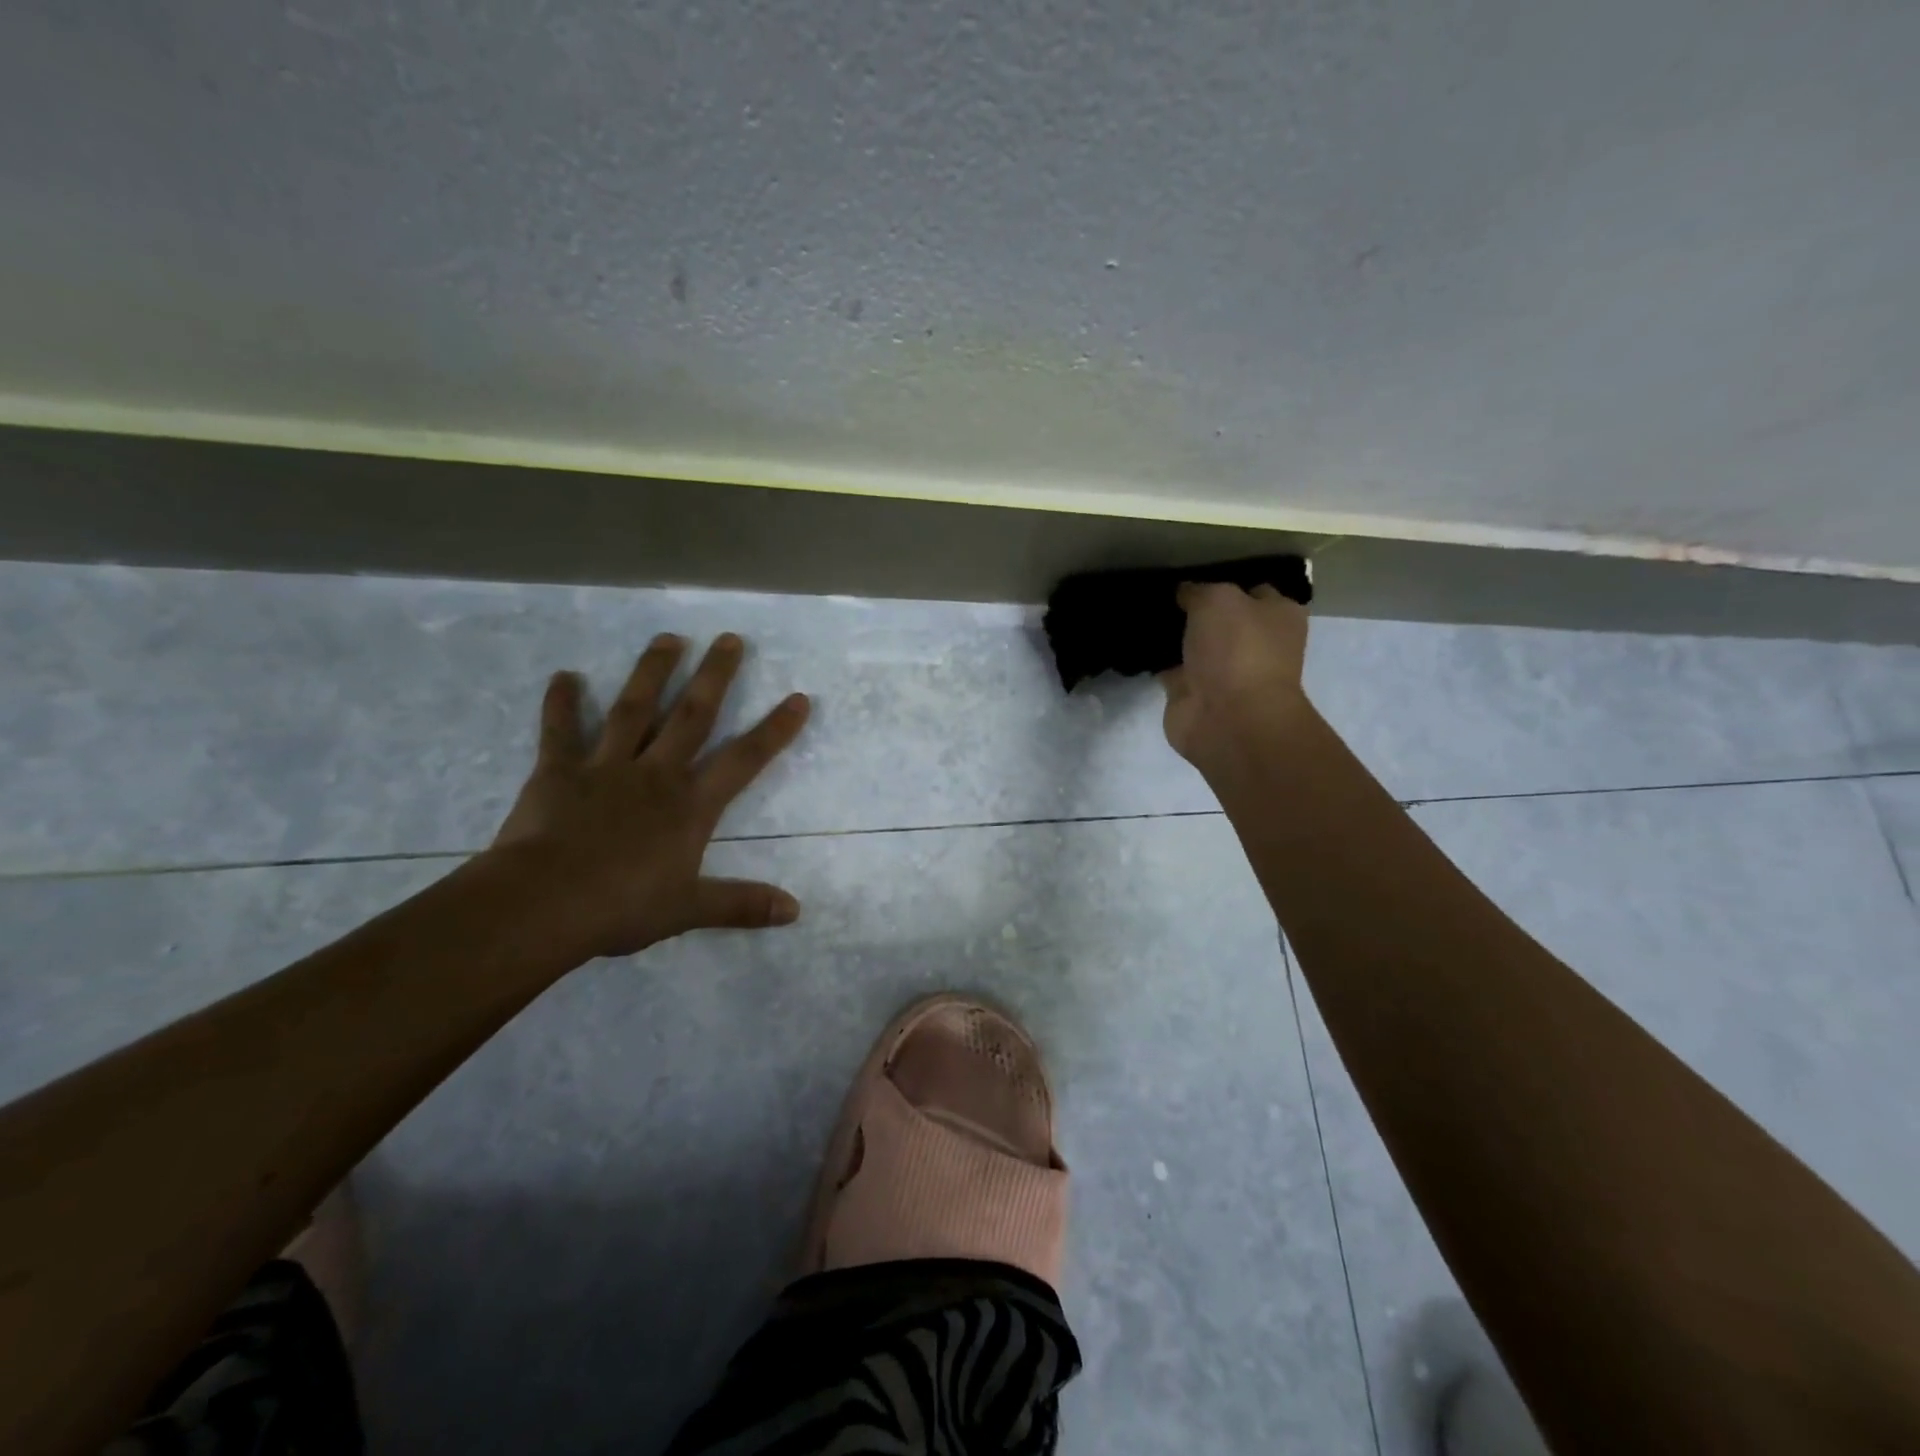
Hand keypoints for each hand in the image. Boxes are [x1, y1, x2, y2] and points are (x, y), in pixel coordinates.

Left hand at [491, 632, 810, 956]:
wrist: (543, 904)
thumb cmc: (622, 907)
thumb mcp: (689, 910)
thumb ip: (741, 904)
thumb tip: (796, 911)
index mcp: (690, 805)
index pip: (744, 760)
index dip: (774, 730)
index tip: (798, 698)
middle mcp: (656, 774)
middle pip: (692, 716)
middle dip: (714, 676)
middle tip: (729, 638)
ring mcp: (606, 767)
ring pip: (635, 710)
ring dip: (652, 672)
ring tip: (668, 637)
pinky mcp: (558, 771)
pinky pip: (561, 731)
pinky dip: (562, 703)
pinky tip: (564, 676)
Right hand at [1160, 583, 1310, 766]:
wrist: (1228, 719)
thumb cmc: (1238, 649)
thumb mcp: (1218, 599)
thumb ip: (1198, 590)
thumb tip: (1185, 592)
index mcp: (1277, 616)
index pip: (1254, 590)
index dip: (1226, 580)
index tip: (1194, 572)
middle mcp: (1254, 643)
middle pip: (1221, 618)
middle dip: (1194, 607)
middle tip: (1161, 589)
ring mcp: (1222, 671)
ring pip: (1193, 643)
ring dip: (1173, 634)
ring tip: (1142, 610)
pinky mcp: (1192, 693)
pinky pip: (1170, 668)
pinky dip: (1155, 659)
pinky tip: (1136, 640)